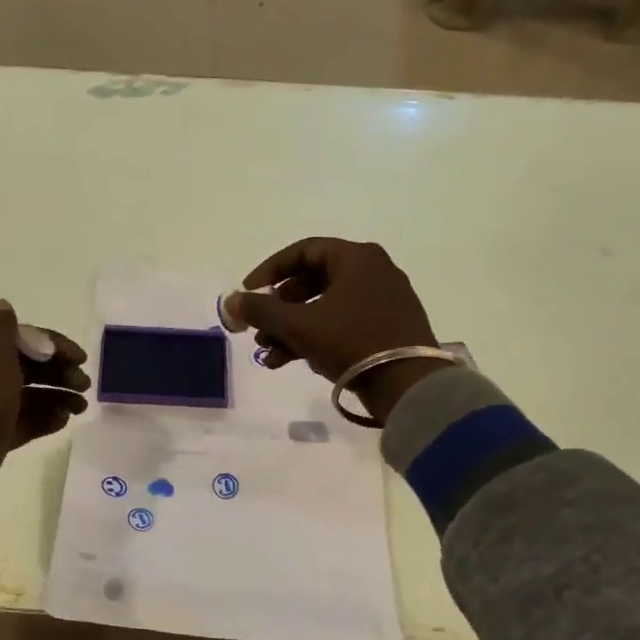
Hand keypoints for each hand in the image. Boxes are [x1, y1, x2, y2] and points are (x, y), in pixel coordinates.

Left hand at [0, 301, 89, 487]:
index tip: (82, 358)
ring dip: (59, 397)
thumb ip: (2, 328)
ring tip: (81, 408)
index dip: (55, 346)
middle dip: (61, 374)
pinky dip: (47, 418)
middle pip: (31, 369)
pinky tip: (65, 420)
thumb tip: (4, 304)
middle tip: (84, 385)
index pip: (25, 341)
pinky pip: (27, 421)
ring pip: (32, 396)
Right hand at [225, 239, 438, 423]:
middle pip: (311, 281)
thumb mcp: (299, 325)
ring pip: (324, 307)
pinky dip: (315, 338)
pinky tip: (289, 361)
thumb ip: (261, 310)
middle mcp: (373, 272)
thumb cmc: (352, 342)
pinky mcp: (387, 328)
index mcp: (357, 258)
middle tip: (257, 327)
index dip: (268, 272)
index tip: (247, 294)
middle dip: (278, 307)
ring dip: (291, 328)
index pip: (302, 252)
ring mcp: (383, 301)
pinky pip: (342, 324)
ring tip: (268, 353)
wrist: (409, 386)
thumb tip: (230, 301)